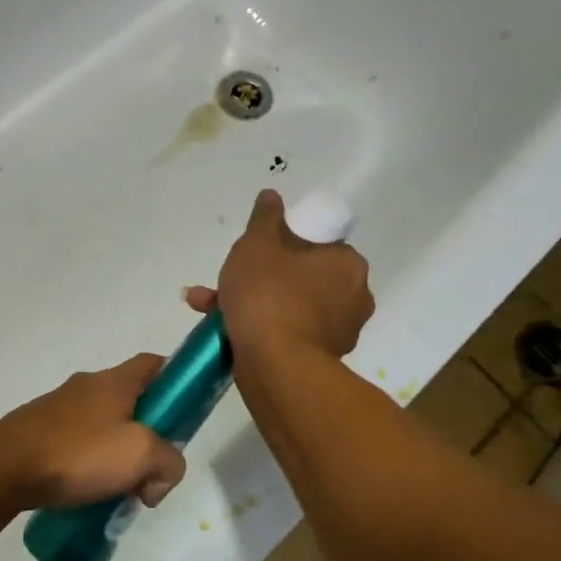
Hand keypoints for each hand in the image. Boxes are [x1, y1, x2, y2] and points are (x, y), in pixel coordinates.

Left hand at [0, 355, 187, 511]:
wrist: (4, 468)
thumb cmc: (78, 453)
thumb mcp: (140, 455)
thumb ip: (169, 461)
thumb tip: (161, 474)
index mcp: (115, 381)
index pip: (155, 363)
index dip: (177, 381)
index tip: (187, 413)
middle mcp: (88, 386)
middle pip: (133, 401)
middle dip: (150, 434)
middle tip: (153, 470)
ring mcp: (61, 408)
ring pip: (106, 425)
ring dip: (120, 454)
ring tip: (119, 491)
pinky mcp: (41, 431)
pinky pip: (79, 443)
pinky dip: (91, 464)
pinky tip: (88, 493)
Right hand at [186, 189, 373, 360]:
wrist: (275, 365)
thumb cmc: (269, 294)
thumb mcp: (258, 243)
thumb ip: (265, 217)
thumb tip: (272, 195)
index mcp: (347, 264)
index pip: (317, 244)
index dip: (283, 243)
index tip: (255, 252)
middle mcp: (353, 297)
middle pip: (299, 276)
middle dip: (256, 276)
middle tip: (225, 279)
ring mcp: (339, 332)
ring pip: (287, 306)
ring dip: (250, 302)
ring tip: (206, 305)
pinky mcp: (320, 360)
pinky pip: (286, 333)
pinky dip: (259, 328)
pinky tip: (222, 329)